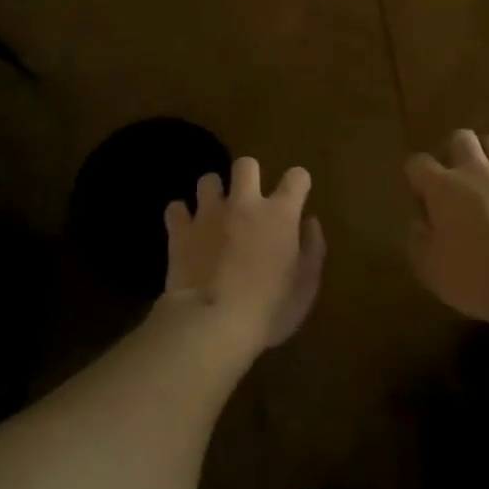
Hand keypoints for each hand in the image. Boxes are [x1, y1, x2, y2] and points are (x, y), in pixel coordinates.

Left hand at [164, 157, 324, 357]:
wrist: (213, 323)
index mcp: (279, 214)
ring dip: (212, 194)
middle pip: (246, 165)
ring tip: (214, 215)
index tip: (296, 198)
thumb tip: (310, 222)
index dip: (298, 183)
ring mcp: (209, 213)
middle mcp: (245, 202)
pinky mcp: (181, 230)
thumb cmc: (268, 310)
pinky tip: (185, 232)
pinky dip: (180, 217)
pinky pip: (175, 208)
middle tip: (249, 201)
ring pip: (208, 180)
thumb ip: (312, 249)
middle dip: (248, 176)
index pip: (297, 176)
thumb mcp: (305, 287)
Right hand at [407, 130, 488, 328]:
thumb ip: (418, 241)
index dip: (416, 176)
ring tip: (487, 178)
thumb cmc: (476, 276)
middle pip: (460, 138)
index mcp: (443, 187)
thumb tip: (418, 223)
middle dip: (454, 151)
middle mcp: (474, 171)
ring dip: (487, 155)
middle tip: (454, 178)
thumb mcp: (431, 269)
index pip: (418, 163)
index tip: (421, 197)